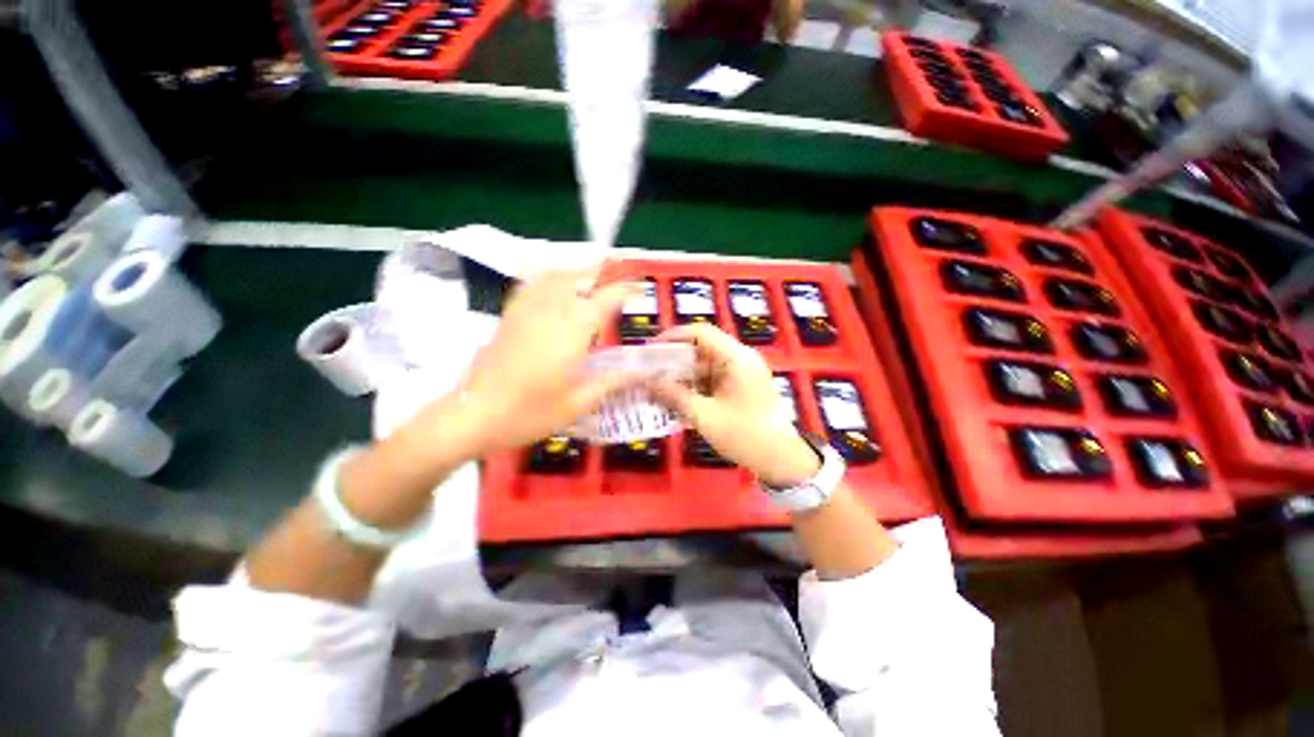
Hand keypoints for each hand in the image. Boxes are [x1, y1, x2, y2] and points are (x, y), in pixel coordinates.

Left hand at [452, 269, 638, 453]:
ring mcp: (527, 309)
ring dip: (577, 272)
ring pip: (554, 276)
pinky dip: (548, 277)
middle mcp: (552, 310)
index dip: (627, 290)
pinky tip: (554, 287)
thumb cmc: (531, 412)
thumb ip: (612, 382)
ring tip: (591, 281)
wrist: (474, 415)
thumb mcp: (579, 402)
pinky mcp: (510, 315)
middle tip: (618, 287)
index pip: (607, 297)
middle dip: (603, 276)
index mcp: (573, 329)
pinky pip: (531, 284)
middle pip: (580, 278)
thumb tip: (641, 373)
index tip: (640, 291)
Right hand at [648, 324, 821, 486]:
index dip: (673, 337)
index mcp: (736, 357)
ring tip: (658, 388)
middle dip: (675, 360)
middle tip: (650, 372)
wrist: (781, 460)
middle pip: (702, 348)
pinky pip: (712, 379)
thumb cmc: (745, 435)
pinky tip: (677, 400)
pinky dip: (695, 387)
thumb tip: (644, 382)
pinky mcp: (741, 387)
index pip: (701, 332)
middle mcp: (740, 359)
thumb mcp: (704, 415)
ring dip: (683, 376)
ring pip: (705, 365)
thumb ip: (673, 395)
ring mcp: (742, 373)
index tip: (650, 350)